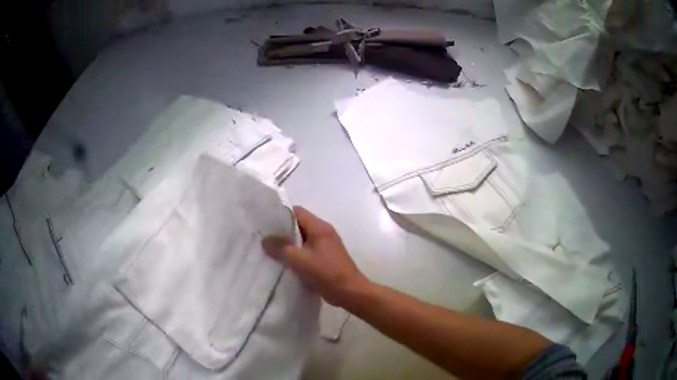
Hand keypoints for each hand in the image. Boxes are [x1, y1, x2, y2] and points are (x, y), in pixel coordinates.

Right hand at [262, 206, 368, 306]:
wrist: (350, 292)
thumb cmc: (326, 273)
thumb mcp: (299, 260)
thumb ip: (281, 248)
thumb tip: (265, 240)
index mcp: (319, 227)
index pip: (296, 212)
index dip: (280, 215)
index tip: (265, 223)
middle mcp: (323, 232)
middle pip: (299, 225)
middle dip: (281, 232)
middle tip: (264, 239)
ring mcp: (326, 246)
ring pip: (302, 240)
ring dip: (288, 245)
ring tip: (270, 251)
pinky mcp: (326, 258)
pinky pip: (307, 251)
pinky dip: (296, 255)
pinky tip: (284, 263)